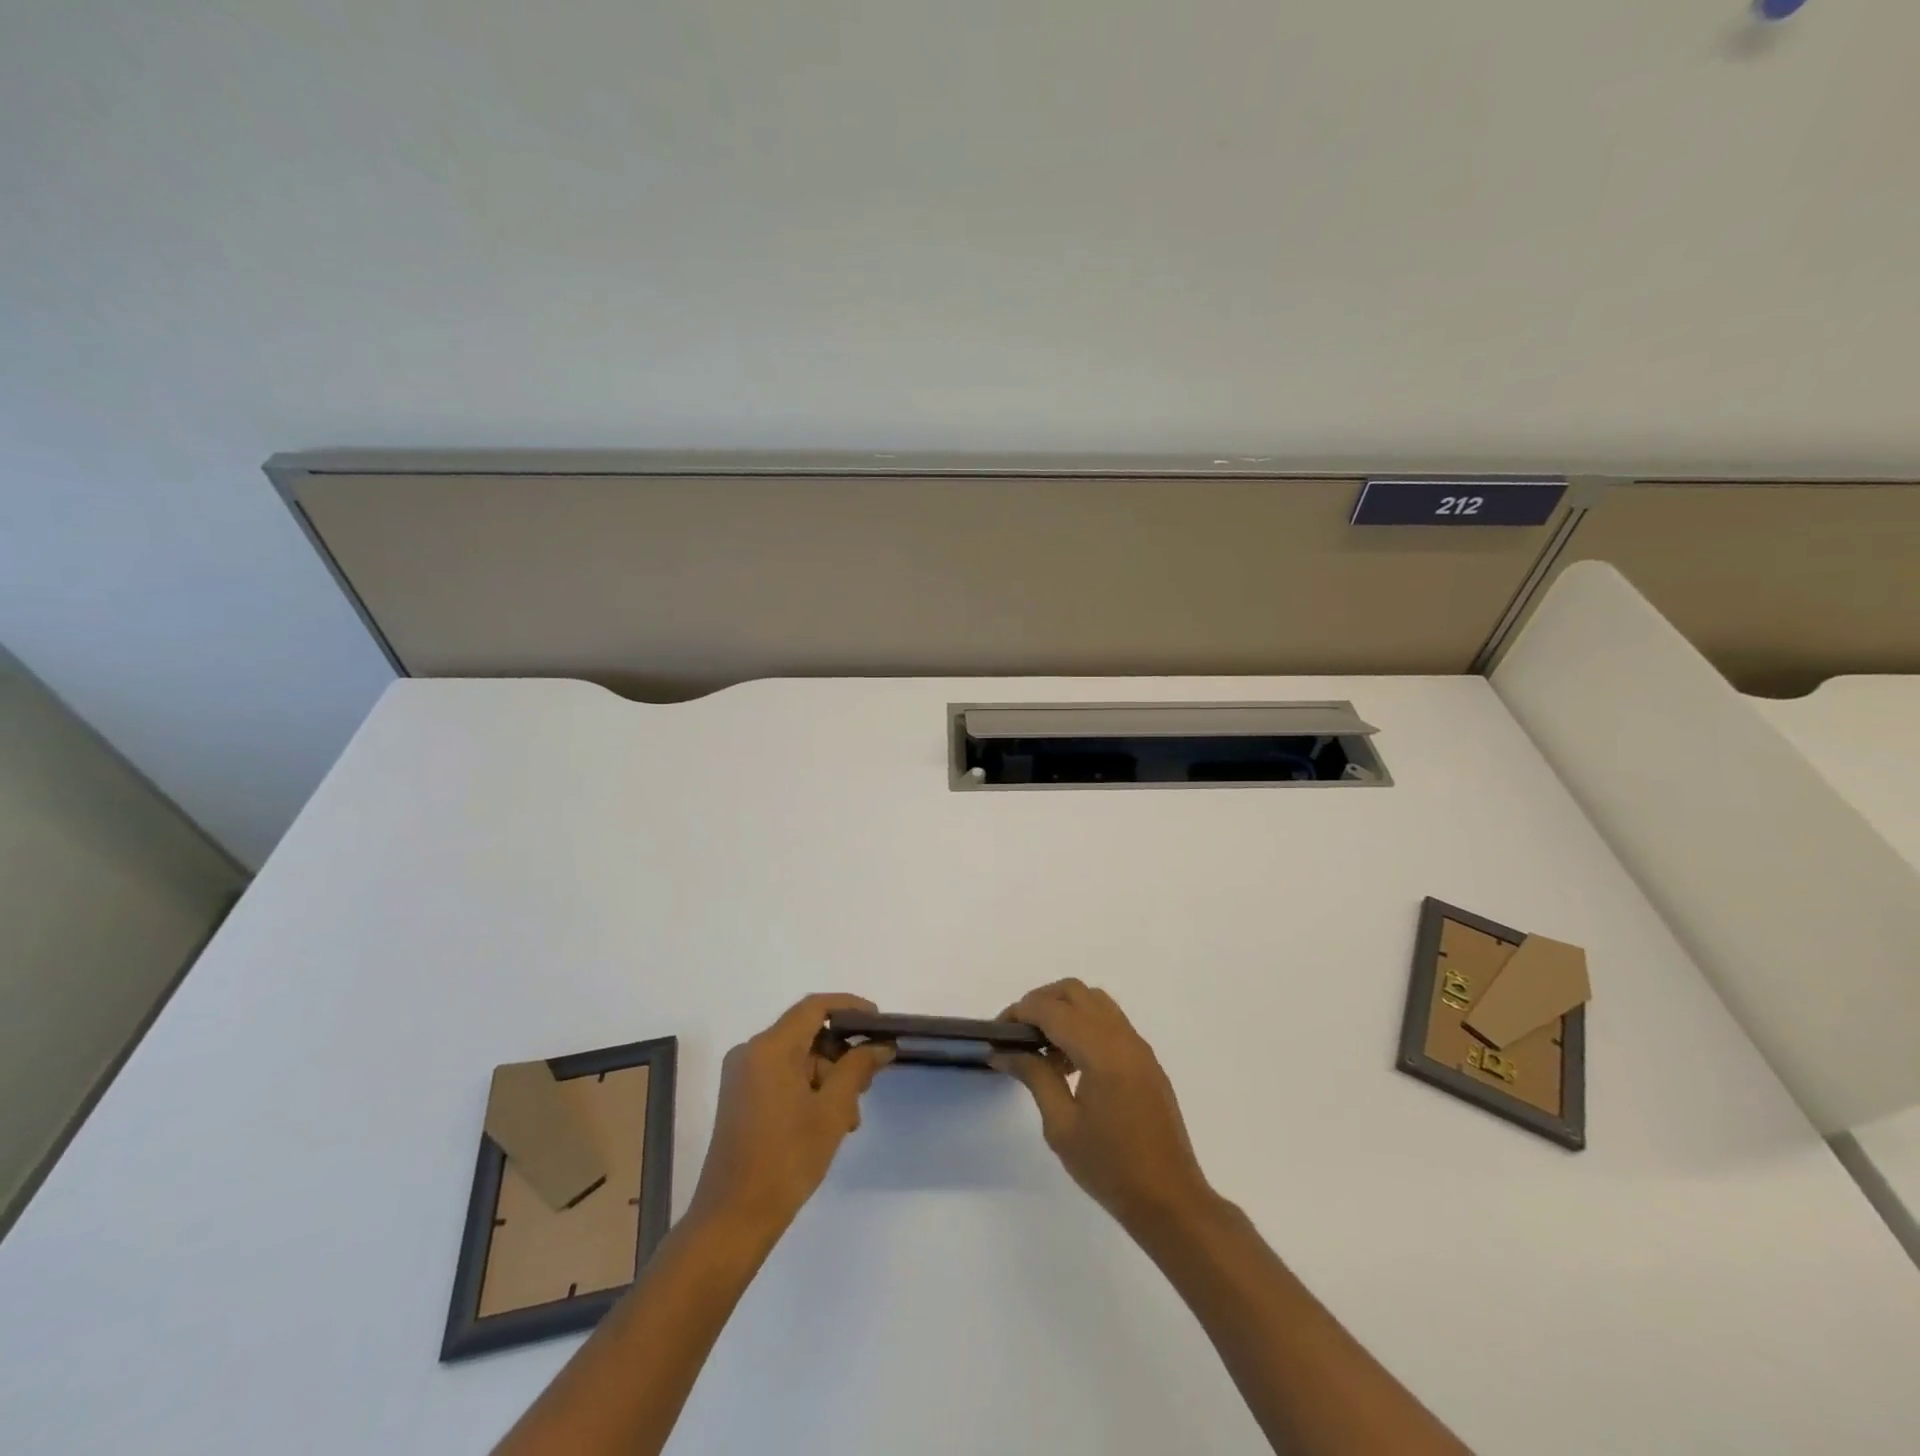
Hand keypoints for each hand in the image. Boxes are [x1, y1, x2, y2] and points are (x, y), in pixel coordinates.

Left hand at [686, 993, 894, 1240]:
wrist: (732, 1220)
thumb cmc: (786, 1160)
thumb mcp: (831, 1111)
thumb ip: (857, 1068)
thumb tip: (880, 1045)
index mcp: (770, 1048)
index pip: (815, 1007)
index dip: (850, 1007)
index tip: (878, 1023)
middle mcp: (751, 1052)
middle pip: (806, 1034)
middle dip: (841, 1054)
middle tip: (868, 1083)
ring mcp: (742, 1075)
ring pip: (797, 1058)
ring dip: (828, 1078)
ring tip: (849, 1118)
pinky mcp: (740, 1097)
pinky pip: (782, 1076)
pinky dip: (808, 1089)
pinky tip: (828, 1122)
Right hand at [995, 979, 1213, 1233]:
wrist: (1170, 1200)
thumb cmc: (1111, 1168)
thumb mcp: (1061, 1126)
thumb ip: (1035, 1077)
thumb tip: (1005, 1052)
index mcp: (1101, 1051)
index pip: (1052, 1010)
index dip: (1020, 1012)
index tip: (997, 1033)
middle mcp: (1122, 1037)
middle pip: (1074, 992)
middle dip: (1041, 1002)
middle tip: (1018, 1033)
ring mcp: (1138, 1047)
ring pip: (1094, 1002)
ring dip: (1064, 1010)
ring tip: (1043, 1049)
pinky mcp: (1146, 1060)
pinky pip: (1110, 1022)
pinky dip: (1084, 1025)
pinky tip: (1070, 1064)